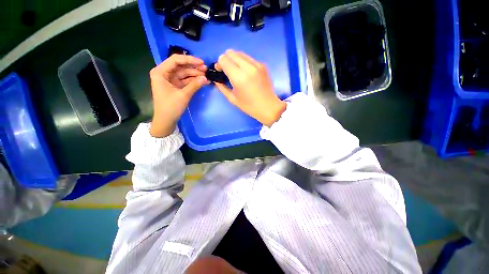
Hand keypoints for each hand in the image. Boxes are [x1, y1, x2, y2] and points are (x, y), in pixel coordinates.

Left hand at [149, 54, 209, 137]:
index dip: (189, 60)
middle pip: (181, 66)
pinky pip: (185, 81)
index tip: (201, 62)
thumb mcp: (183, 95)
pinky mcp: (175, 87)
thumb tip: (206, 78)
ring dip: (195, 74)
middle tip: (206, 69)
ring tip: (206, 75)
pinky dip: (193, 81)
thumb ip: (194, 85)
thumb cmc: (170, 107)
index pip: (175, 60)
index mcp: (160, 72)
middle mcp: (164, 74)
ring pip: (184, 74)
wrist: (166, 121)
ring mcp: (170, 80)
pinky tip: (202, 81)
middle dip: (193, 67)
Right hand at [214, 50, 285, 126]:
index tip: (221, 72)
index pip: (223, 59)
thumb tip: (216, 79)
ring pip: (240, 53)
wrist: (269, 107)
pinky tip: (247, 74)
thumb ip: (221, 87)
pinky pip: (249, 58)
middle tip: (228, 71)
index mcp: (239, 77)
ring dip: (235, 60)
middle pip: (231, 52)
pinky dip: (244, 63)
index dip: (219, 64)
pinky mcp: (263, 65)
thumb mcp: (232, 99)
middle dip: (226, 60)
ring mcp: (257, 64)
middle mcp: (248, 67)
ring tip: (237, 72)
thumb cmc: (249, 106)